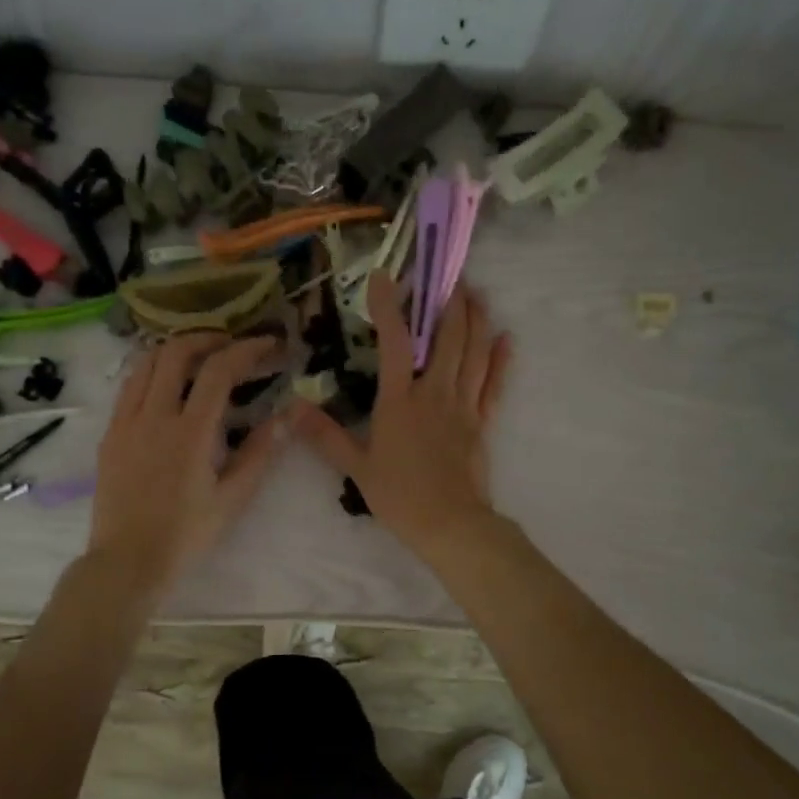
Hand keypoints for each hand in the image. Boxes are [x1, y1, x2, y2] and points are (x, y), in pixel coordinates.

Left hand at [87, 333, 287, 593]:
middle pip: (175, 352)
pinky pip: (129, 387)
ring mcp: (126, 422)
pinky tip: (166, 387)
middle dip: (207, 338)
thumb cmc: (186, 534)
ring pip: (145, 363)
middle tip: (230, 345)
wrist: (128, 561)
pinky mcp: (110, 434)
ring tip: (198, 358)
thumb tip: (289, 415)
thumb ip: (260, 452)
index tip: (267, 344)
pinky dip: (151, 372)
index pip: (219, 370)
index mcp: (190, 433)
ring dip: (174, 350)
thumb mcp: (233, 498)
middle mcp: (154, 416)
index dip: (246, 349)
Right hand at [294, 273, 511, 557]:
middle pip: (447, 337)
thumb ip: (325, 434)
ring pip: (473, 353)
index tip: (384, 276)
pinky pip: (494, 384)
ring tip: (476, 293)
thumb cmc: (400, 496)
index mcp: (399, 400)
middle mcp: (434, 393)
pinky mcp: (482, 422)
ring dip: (476, 320)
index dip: (388, 307)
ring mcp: (462, 406)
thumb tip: (292, 407)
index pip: (393, 343)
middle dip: (449, 302)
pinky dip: (501, 360)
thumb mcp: (355, 467)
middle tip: (449, 274)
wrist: (450, 524)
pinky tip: (507, 338)